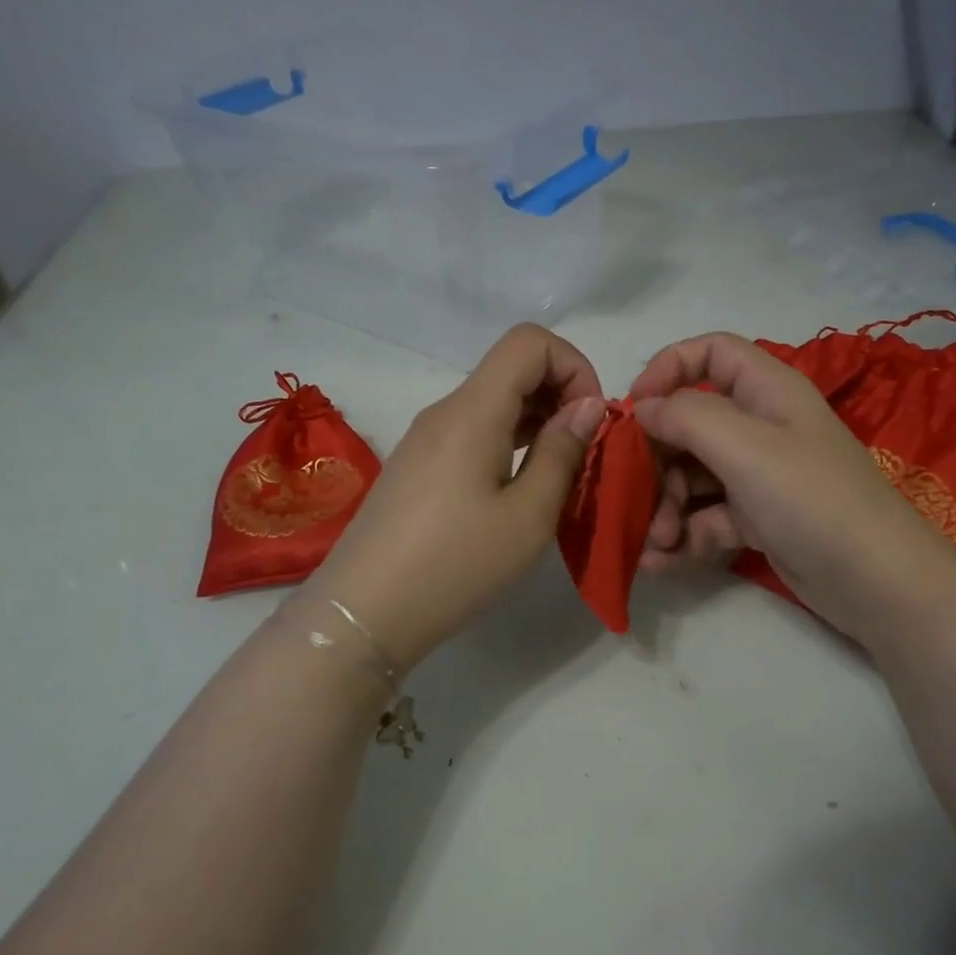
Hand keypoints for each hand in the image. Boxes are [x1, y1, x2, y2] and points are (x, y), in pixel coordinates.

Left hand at [311, 324, 605, 668]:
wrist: (364, 613)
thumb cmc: (455, 565)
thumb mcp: (528, 516)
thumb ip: (562, 452)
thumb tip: (588, 406)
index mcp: (473, 411)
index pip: (529, 341)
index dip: (574, 366)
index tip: (592, 421)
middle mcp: (447, 410)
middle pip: (513, 367)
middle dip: (562, 394)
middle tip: (586, 451)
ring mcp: (428, 437)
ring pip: (495, 400)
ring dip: (539, 421)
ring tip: (561, 472)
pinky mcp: (420, 464)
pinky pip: (476, 429)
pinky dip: (511, 440)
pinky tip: (523, 486)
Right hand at [630, 332, 954, 645]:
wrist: (876, 582)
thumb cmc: (811, 498)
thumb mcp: (745, 447)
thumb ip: (686, 417)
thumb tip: (644, 408)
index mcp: (766, 390)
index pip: (712, 353)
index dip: (668, 368)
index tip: (634, 407)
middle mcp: (761, 426)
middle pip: (690, 422)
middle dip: (658, 458)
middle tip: (637, 493)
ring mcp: (758, 475)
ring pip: (693, 474)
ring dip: (665, 505)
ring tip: (656, 542)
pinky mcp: (756, 519)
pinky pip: (706, 517)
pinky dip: (682, 536)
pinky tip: (659, 562)